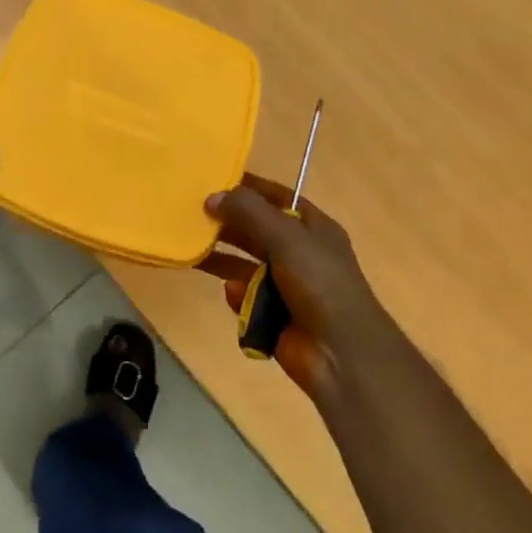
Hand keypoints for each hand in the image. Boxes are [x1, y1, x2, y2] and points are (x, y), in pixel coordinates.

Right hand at [200, 175, 394, 407]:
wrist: (340, 354)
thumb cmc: (320, 284)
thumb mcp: (286, 237)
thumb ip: (249, 212)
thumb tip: (212, 196)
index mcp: (312, 228)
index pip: (276, 197)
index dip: (248, 187)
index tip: (212, 178)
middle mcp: (299, 252)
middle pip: (255, 229)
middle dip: (226, 222)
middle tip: (190, 213)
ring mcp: (285, 284)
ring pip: (245, 262)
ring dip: (221, 257)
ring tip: (191, 248)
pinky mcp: (272, 313)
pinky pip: (245, 296)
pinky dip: (237, 295)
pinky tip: (232, 296)